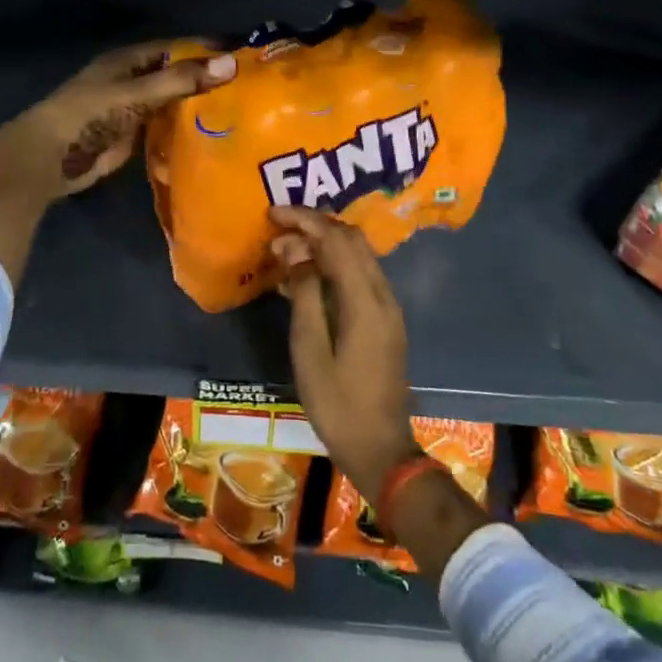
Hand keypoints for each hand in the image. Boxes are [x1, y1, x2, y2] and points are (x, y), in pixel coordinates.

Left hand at [0, 43, 234, 284]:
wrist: (49, 158)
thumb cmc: (88, 115)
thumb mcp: (136, 93)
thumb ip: (181, 80)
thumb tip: (231, 64)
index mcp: (129, 60)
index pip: (177, 48)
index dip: (206, 50)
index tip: (243, 55)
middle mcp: (133, 80)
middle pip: (176, 75)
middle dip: (207, 79)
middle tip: (249, 88)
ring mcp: (133, 109)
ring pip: (173, 102)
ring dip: (199, 106)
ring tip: (240, 111)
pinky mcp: (132, 136)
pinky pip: (166, 127)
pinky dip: (186, 129)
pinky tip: (214, 135)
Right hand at [270, 206, 417, 497]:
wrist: (380, 448)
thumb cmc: (338, 404)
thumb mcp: (310, 351)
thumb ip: (305, 295)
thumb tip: (295, 251)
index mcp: (365, 301)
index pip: (337, 240)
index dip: (305, 220)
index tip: (273, 213)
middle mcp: (383, 295)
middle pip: (352, 240)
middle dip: (314, 226)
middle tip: (277, 230)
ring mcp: (388, 307)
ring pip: (358, 255)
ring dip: (324, 244)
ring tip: (285, 251)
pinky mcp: (385, 319)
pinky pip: (359, 275)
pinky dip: (333, 264)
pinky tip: (305, 277)